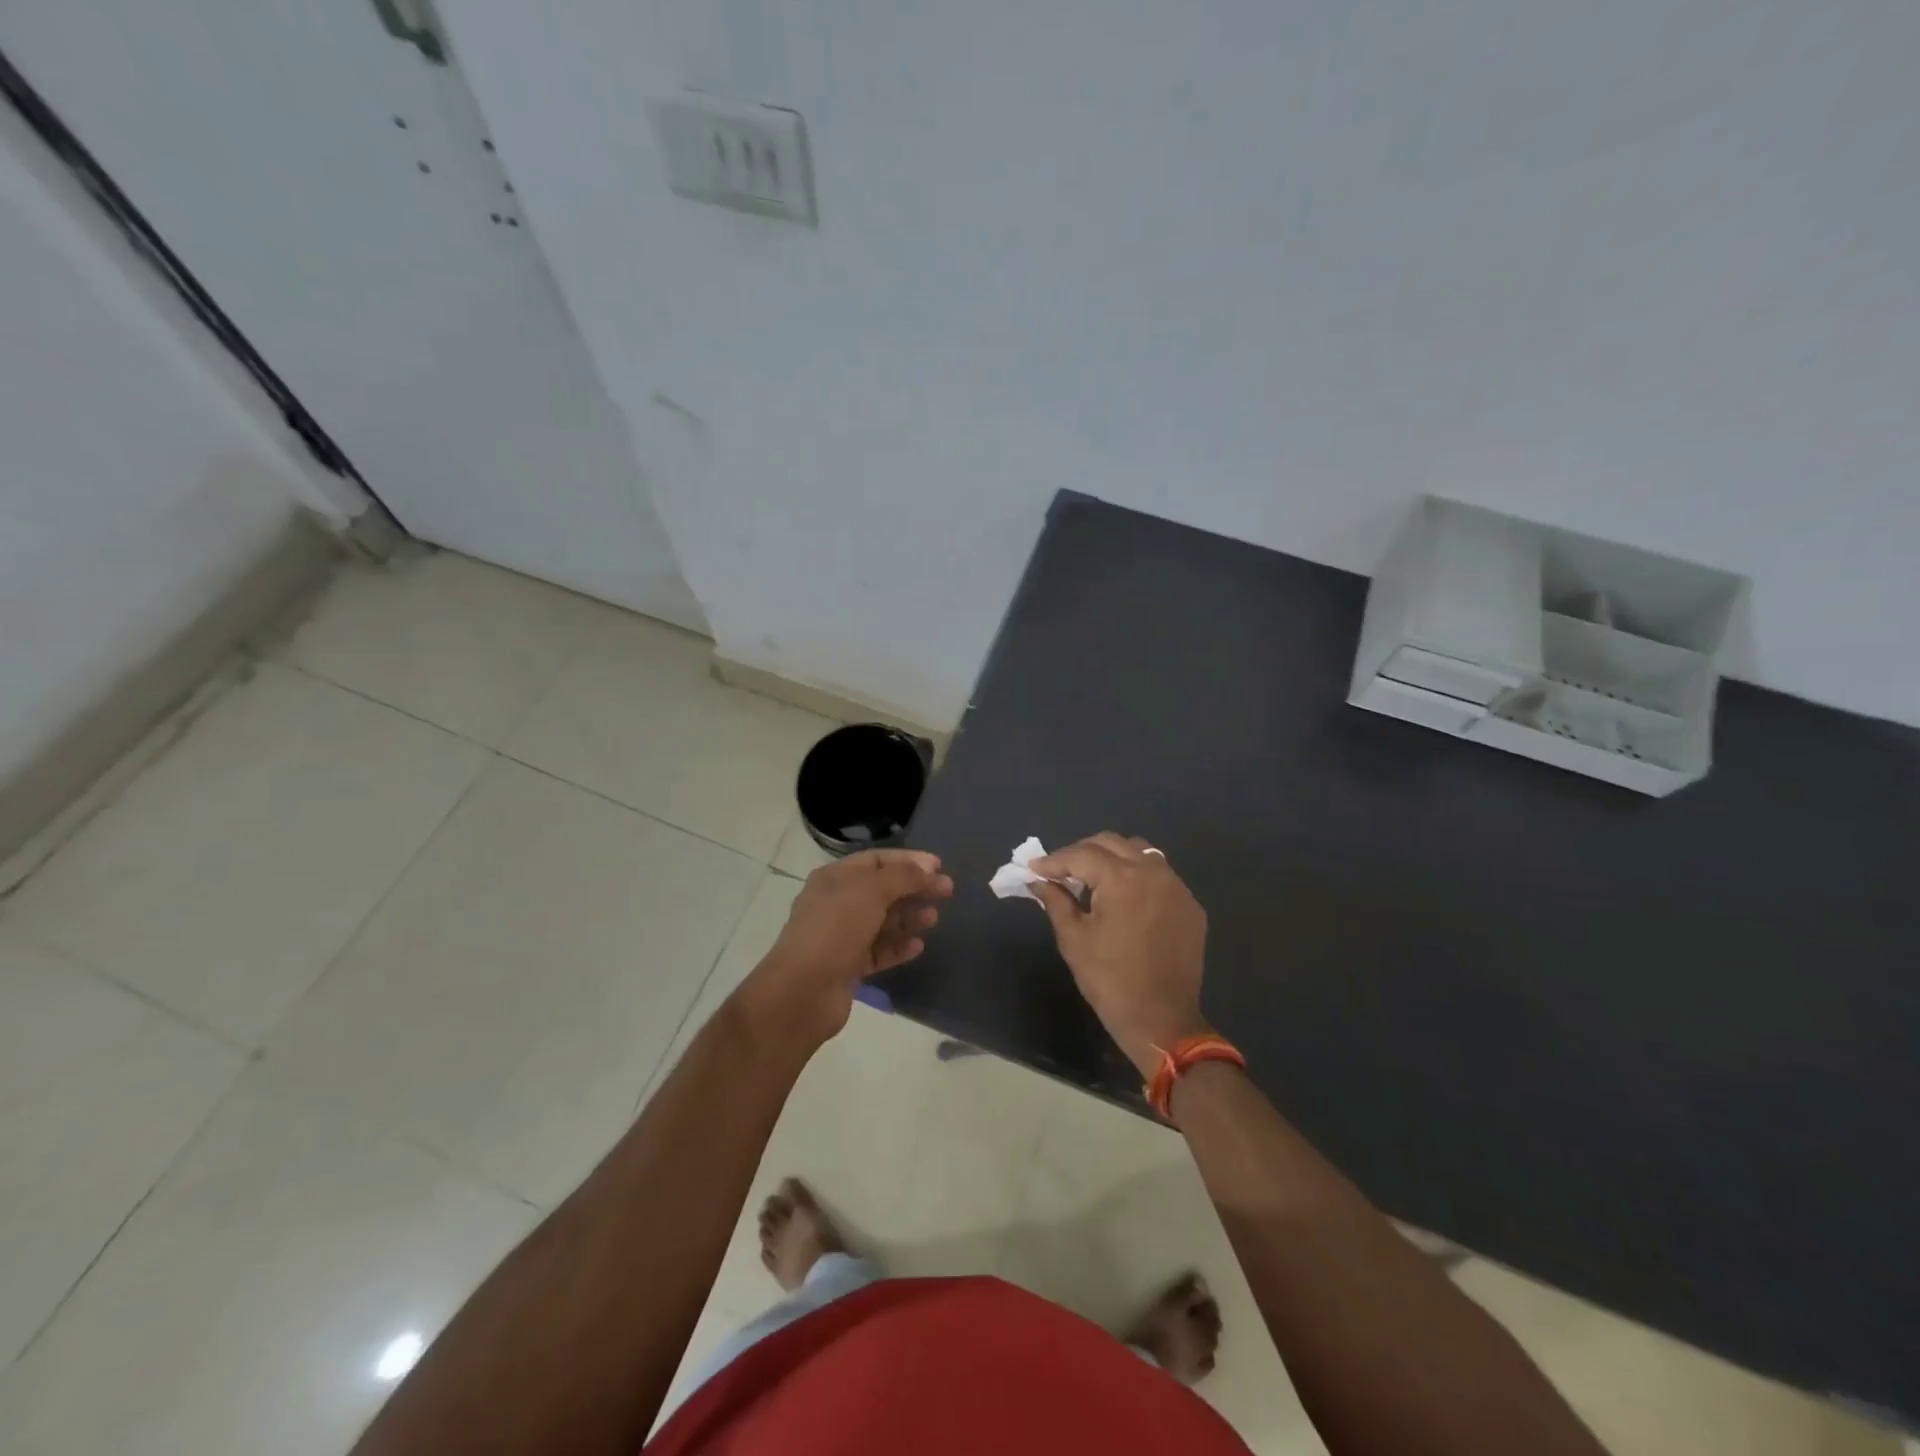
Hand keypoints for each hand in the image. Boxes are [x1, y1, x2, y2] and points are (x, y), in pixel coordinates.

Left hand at [740, 849, 952, 1048]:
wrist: (803, 991)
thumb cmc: (835, 929)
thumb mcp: (871, 891)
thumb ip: (903, 876)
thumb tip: (928, 869)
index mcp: (835, 878)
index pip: (877, 860)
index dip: (908, 860)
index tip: (939, 867)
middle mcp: (837, 903)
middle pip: (883, 890)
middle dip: (914, 889)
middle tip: (947, 893)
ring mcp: (842, 936)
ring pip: (882, 921)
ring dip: (909, 918)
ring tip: (933, 920)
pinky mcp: (848, 966)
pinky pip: (879, 950)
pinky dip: (899, 946)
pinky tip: (918, 946)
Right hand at [1029, 833, 1209, 1078]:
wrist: (1162, 1020)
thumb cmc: (1110, 980)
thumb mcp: (1073, 939)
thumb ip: (1055, 901)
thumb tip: (1038, 880)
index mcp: (1122, 879)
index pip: (1081, 855)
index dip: (1054, 860)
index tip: (1034, 868)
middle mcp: (1153, 872)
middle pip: (1111, 843)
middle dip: (1082, 852)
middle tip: (1060, 871)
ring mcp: (1177, 887)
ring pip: (1140, 852)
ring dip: (1112, 858)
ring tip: (1092, 879)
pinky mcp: (1190, 905)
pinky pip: (1160, 875)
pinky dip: (1137, 876)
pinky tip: (1124, 897)